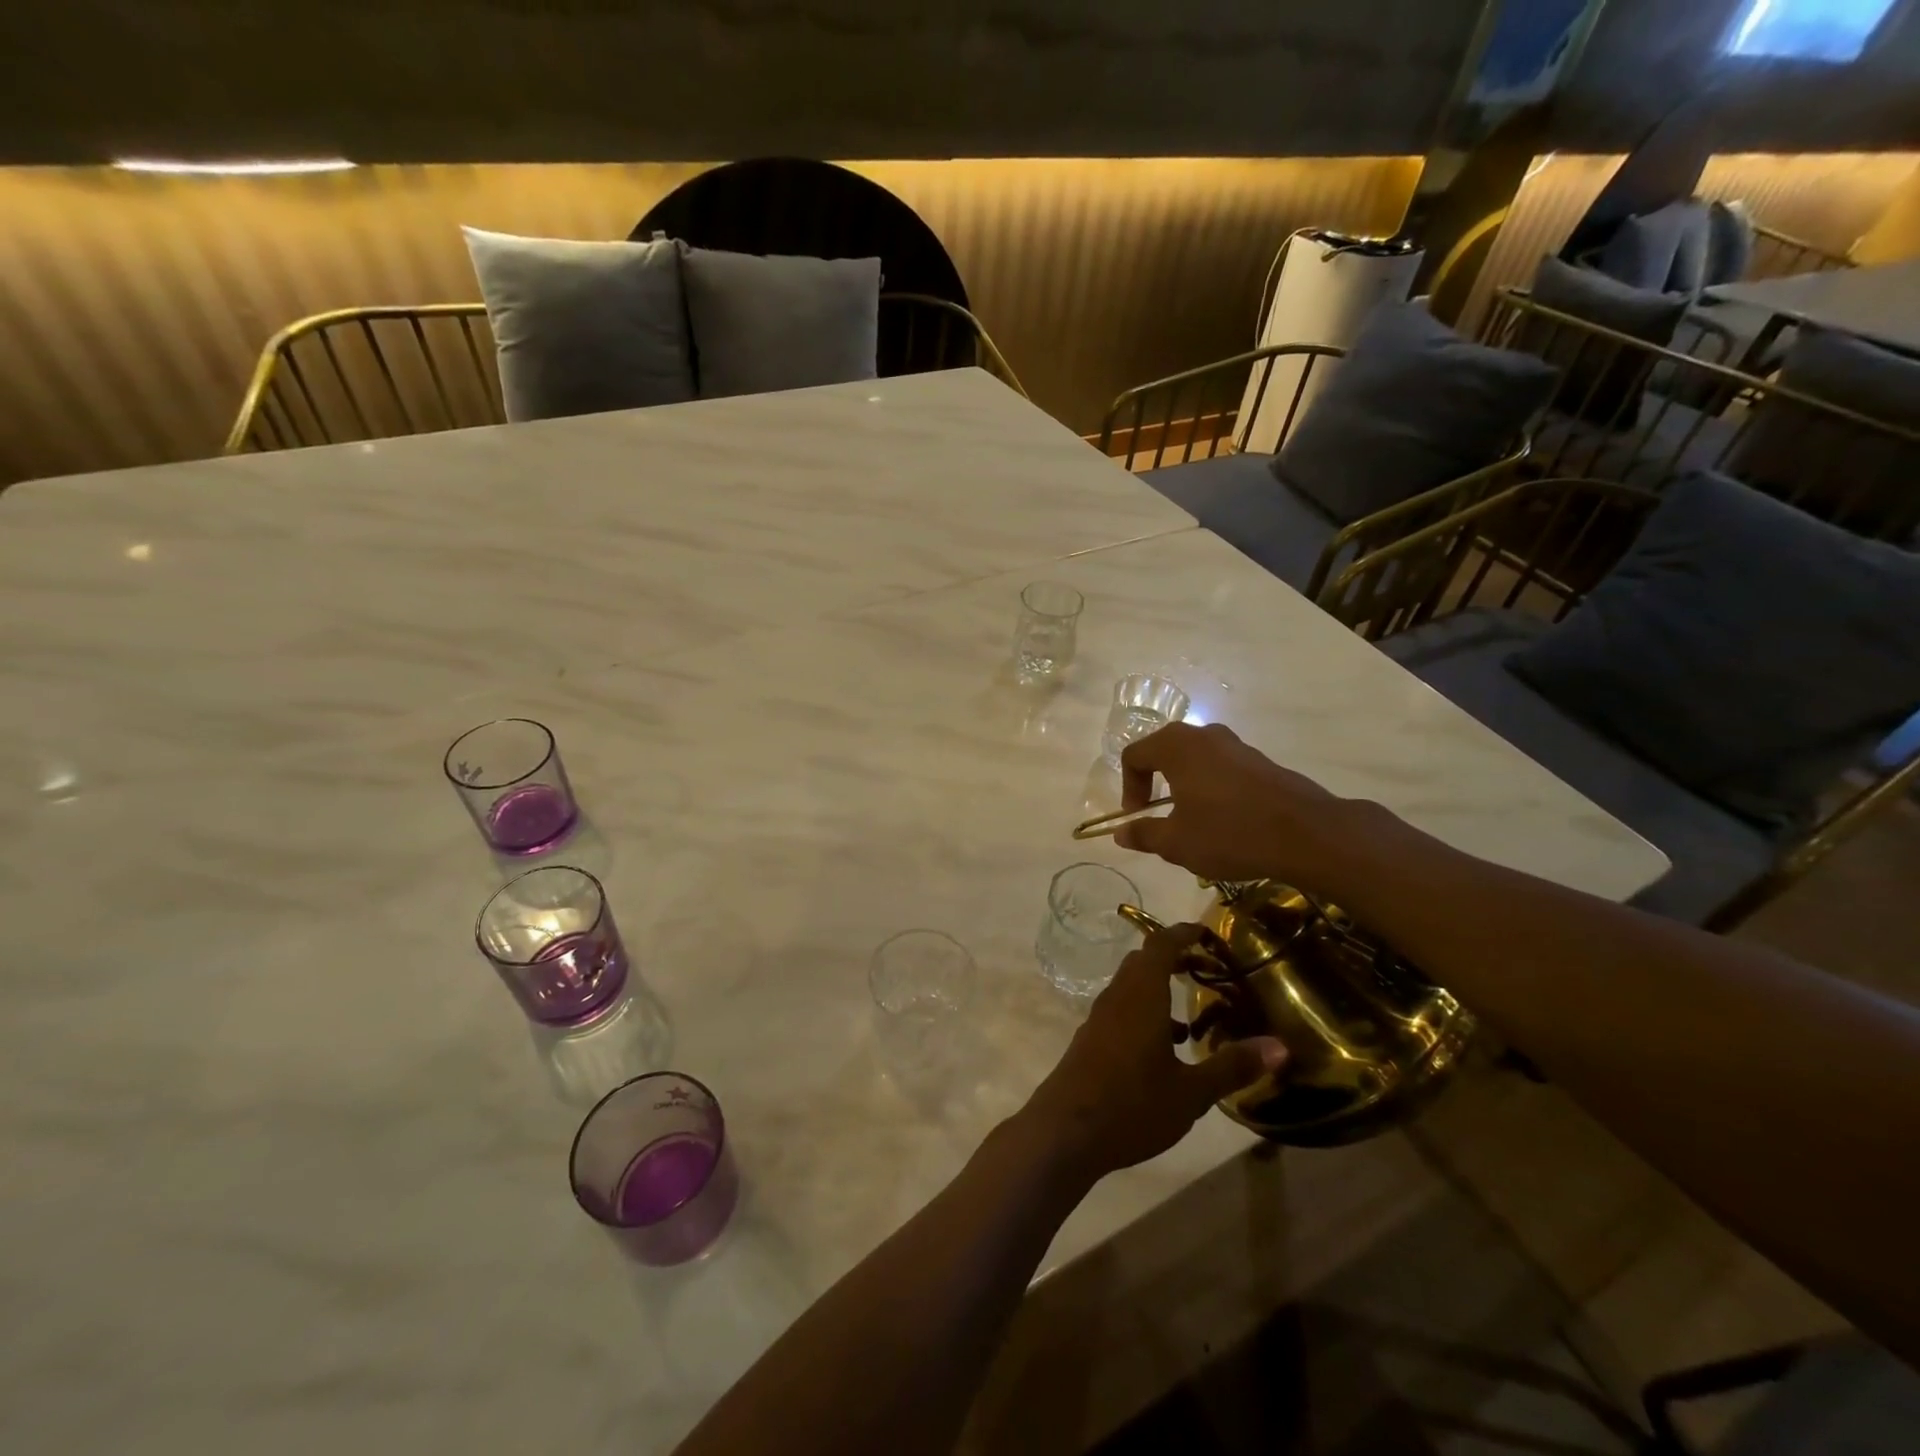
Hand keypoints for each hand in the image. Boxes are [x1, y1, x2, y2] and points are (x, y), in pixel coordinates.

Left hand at [1022, 924, 1286, 1181]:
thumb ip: (1232, 1066)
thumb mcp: (1191, 1092)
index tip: (1206, 932)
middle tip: (1205, 969)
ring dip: (1158, 990)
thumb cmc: (1132, 1105)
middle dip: (1173, 959)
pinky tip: (1164, 1051)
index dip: (1182, 933)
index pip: (1160, 945)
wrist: (1065, 1132)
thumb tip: (1280, 1047)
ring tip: (1191, 1019)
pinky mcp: (1090, 1041)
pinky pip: (1121, 1011)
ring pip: (1130, 988)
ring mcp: (1099, 1019)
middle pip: (1143, 962)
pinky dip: (1144, 1014)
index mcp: (1140, 996)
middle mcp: (1117, 998)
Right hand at [1116, 722, 1347, 885]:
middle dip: (1155, 783)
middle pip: (1165, 751)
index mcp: (1176, 746)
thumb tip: (1121, 832)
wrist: (1307, 834)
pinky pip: (1223, 769)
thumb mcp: (1177, 843)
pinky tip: (1225, 822)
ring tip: (1193, 822)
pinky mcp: (1261, 761)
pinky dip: (1213, 788)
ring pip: (1196, 760)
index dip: (1128, 787)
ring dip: (1185, 786)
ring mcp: (1237, 746)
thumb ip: (1144, 834)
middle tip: (1160, 815)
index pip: (1135, 755)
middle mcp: (1204, 736)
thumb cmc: (1229, 833)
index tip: (1138, 817)